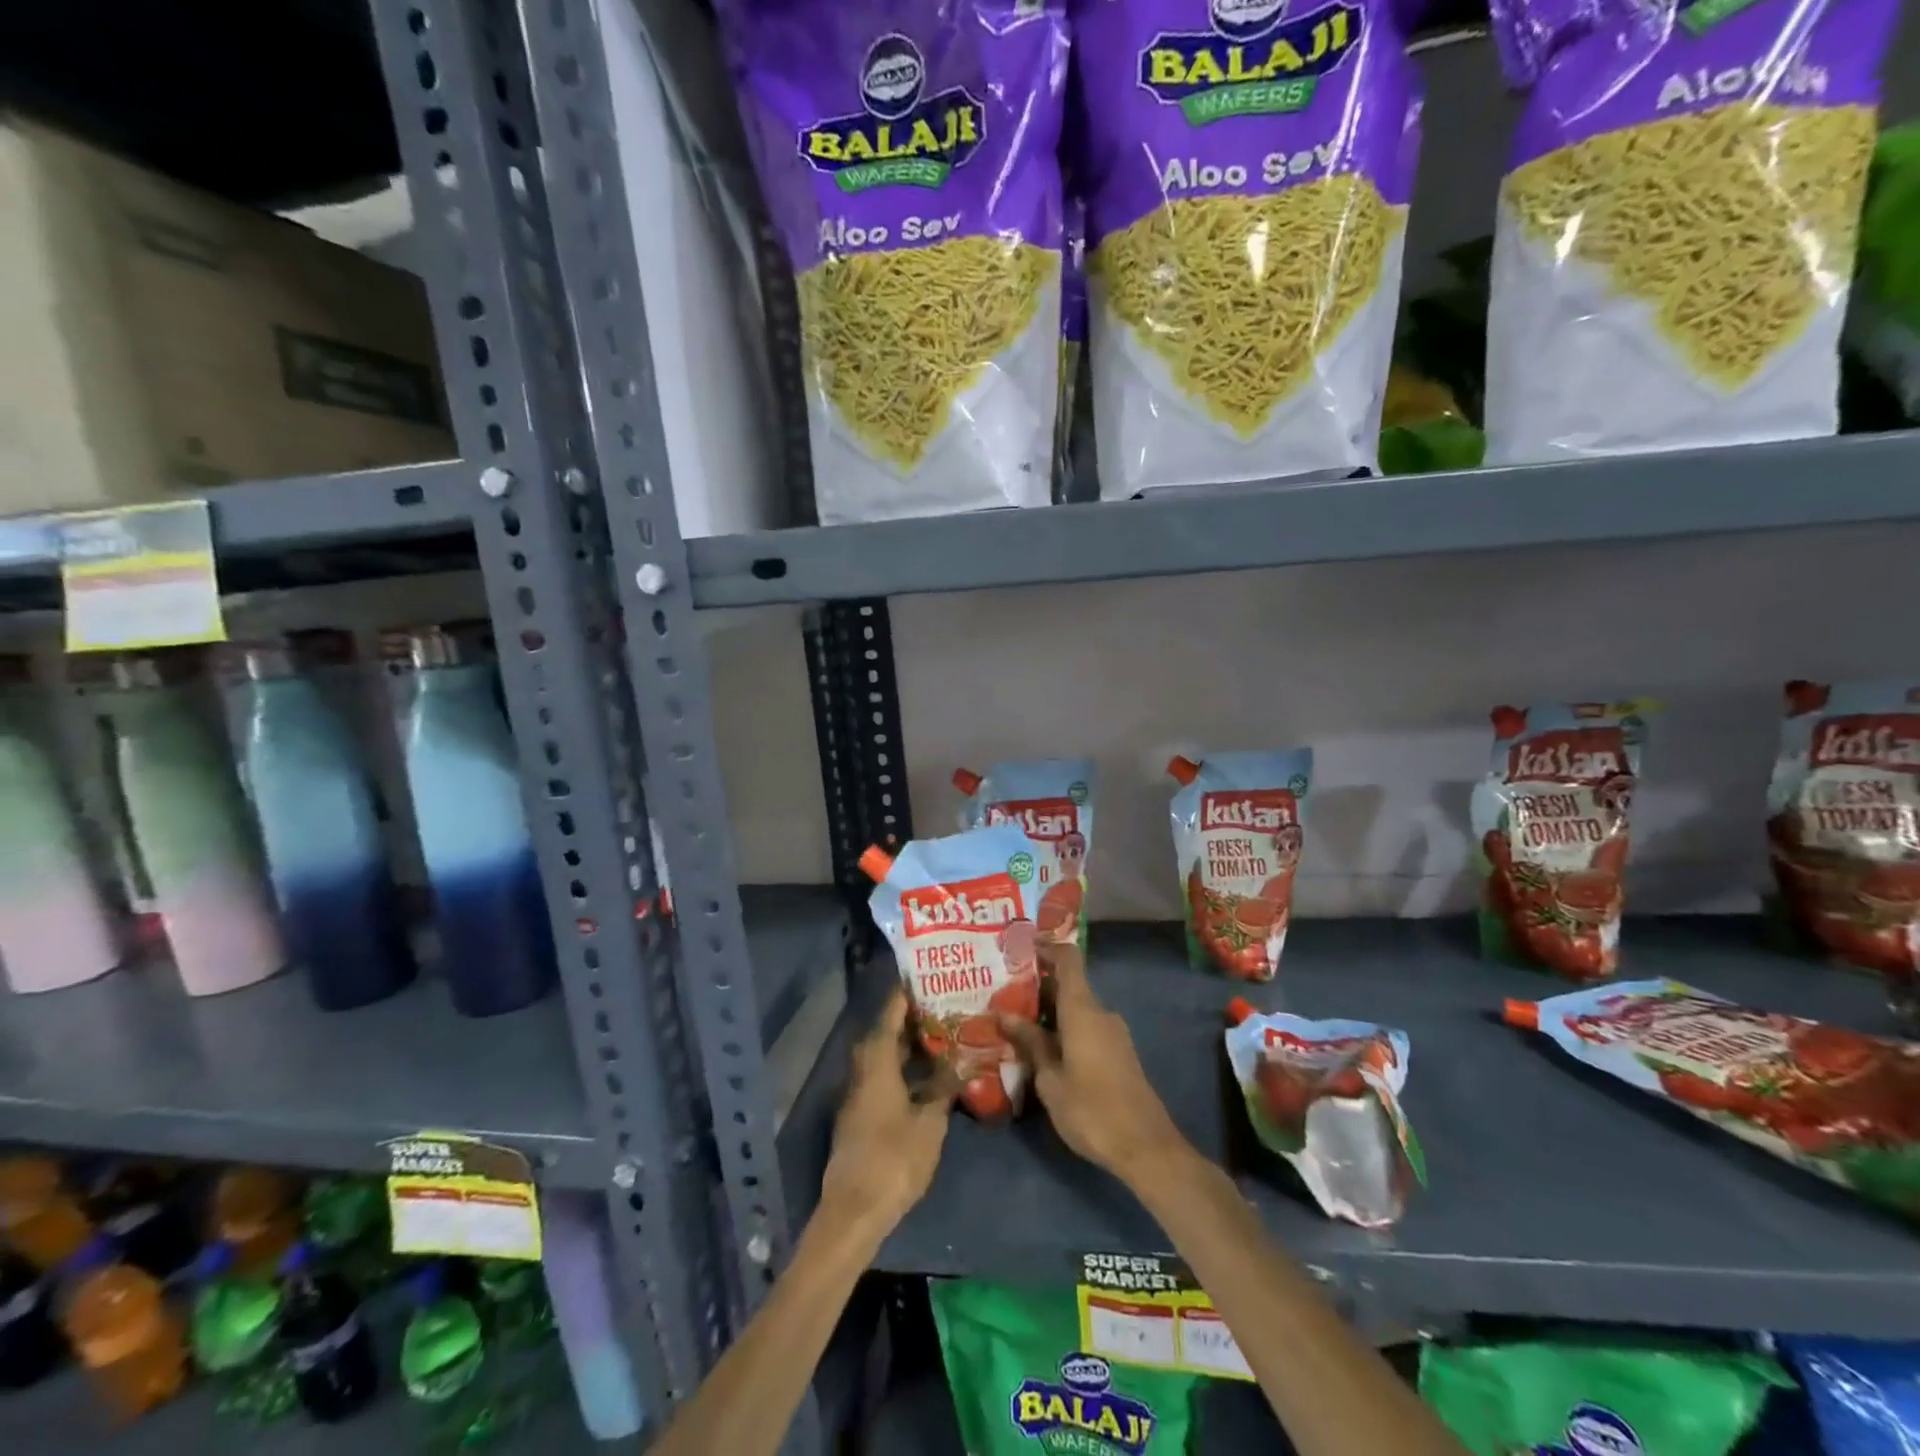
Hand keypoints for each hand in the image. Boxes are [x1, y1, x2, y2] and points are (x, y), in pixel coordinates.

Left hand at [818, 987, 952, 1239]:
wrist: (854, 1211)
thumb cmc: (894, 1158)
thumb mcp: (930, 1122)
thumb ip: (944, 1087)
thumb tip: (961, 1060)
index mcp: (876, 1061)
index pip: (891, 1013)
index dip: (907, 993)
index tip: (928, 976)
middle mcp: (862, 1069)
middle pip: (886, 1033)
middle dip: (913, 1019)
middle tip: (945, 1006)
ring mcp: (858, 1093)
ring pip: (884, 1057)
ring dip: (909, 1046)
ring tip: (943, 1036)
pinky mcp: (860, 1114)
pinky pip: (883, 1077)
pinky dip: (903, 1069)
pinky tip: (928, 1077)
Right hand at [1000, 943, 1188, 1185]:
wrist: (1146, 1147)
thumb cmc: (1091, 1109)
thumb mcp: (1050, 1080)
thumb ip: (1030, 1043)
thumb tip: (1004, 1015)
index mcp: (1083, 1010)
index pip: (1068, 959)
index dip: (1046, 948)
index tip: (1020, 949)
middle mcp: (1101, 1013)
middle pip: (1069, 984)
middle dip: (1038, 986)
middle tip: (1004, 993)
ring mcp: (1113, 1033)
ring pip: (1077, 1009)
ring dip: (1049, 1011)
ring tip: (1016, 1022)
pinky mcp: (1119, 1053)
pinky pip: (1086, 1027)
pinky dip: (1064, 1028)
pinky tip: (1043, 1048)